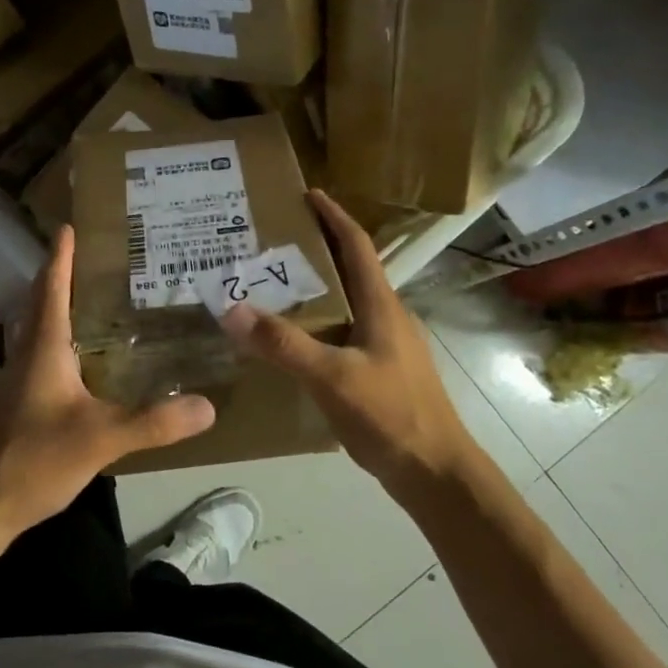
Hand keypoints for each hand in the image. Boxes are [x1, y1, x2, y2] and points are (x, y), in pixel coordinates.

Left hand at [0, 225, 215, 540]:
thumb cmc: (31, 458)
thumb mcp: (100, 439)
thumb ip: (153, 423)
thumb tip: (207, 406)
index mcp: (43, 349)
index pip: (52, 290)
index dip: (61, 257)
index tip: (67, 227)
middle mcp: (25, 357)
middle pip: (40, 305)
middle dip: (61, 279)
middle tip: (92, 262)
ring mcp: (15, 383)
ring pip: (37, 334)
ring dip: (58, 312)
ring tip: (93, 306)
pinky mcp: (14, 408)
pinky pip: (40, 361)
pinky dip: (59, 347)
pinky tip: (81, 368)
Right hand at [218, 190, 475, 489]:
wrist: (435, 473)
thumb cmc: (392, 415)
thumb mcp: (332, 377)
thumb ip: (283, 344)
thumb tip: (231, 309)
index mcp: (381, 306)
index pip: (357, 246)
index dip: (334, 216)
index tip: (308, 194)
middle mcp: (385, 317)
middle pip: (350, 269)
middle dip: (317, 248)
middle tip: (273, 241)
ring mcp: (385, 346)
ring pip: (346, 302)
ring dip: (315, 286)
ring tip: (273, 284)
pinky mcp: (379, 371)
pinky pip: (342, 331)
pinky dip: (316, 321)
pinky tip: (292, 339)